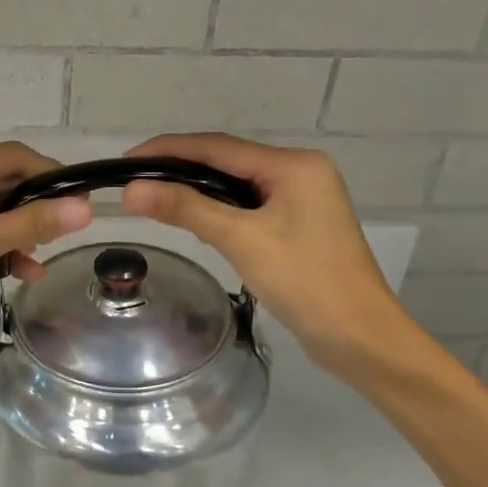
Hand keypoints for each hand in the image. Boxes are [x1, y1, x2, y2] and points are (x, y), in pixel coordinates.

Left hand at [0, 142, 91, 351]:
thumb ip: (32, 222)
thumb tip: (84, 207)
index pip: (15, 155)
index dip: (51, 173)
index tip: (81, 201)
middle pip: (4, 181)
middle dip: (35, 208)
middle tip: (64, 237)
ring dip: (17, 233)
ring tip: (38, 264)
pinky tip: (15, 272)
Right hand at [120, 133, 415, 379]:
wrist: (361, 339)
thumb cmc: (305, 282)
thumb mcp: (241, 240)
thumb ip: (186, 209)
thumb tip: (132, 190)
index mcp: (294, 165)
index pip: (217, 147)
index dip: (168, 150)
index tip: (126, 160)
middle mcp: (300, 172)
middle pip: (227, 161)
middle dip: (179, 169)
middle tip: (133, 181)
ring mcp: (302, 199)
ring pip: (236, 184)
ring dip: (197, 190)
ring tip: (152, 198)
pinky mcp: (298, 224)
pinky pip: (248, 206)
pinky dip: (218, 209)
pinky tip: (193, 220)